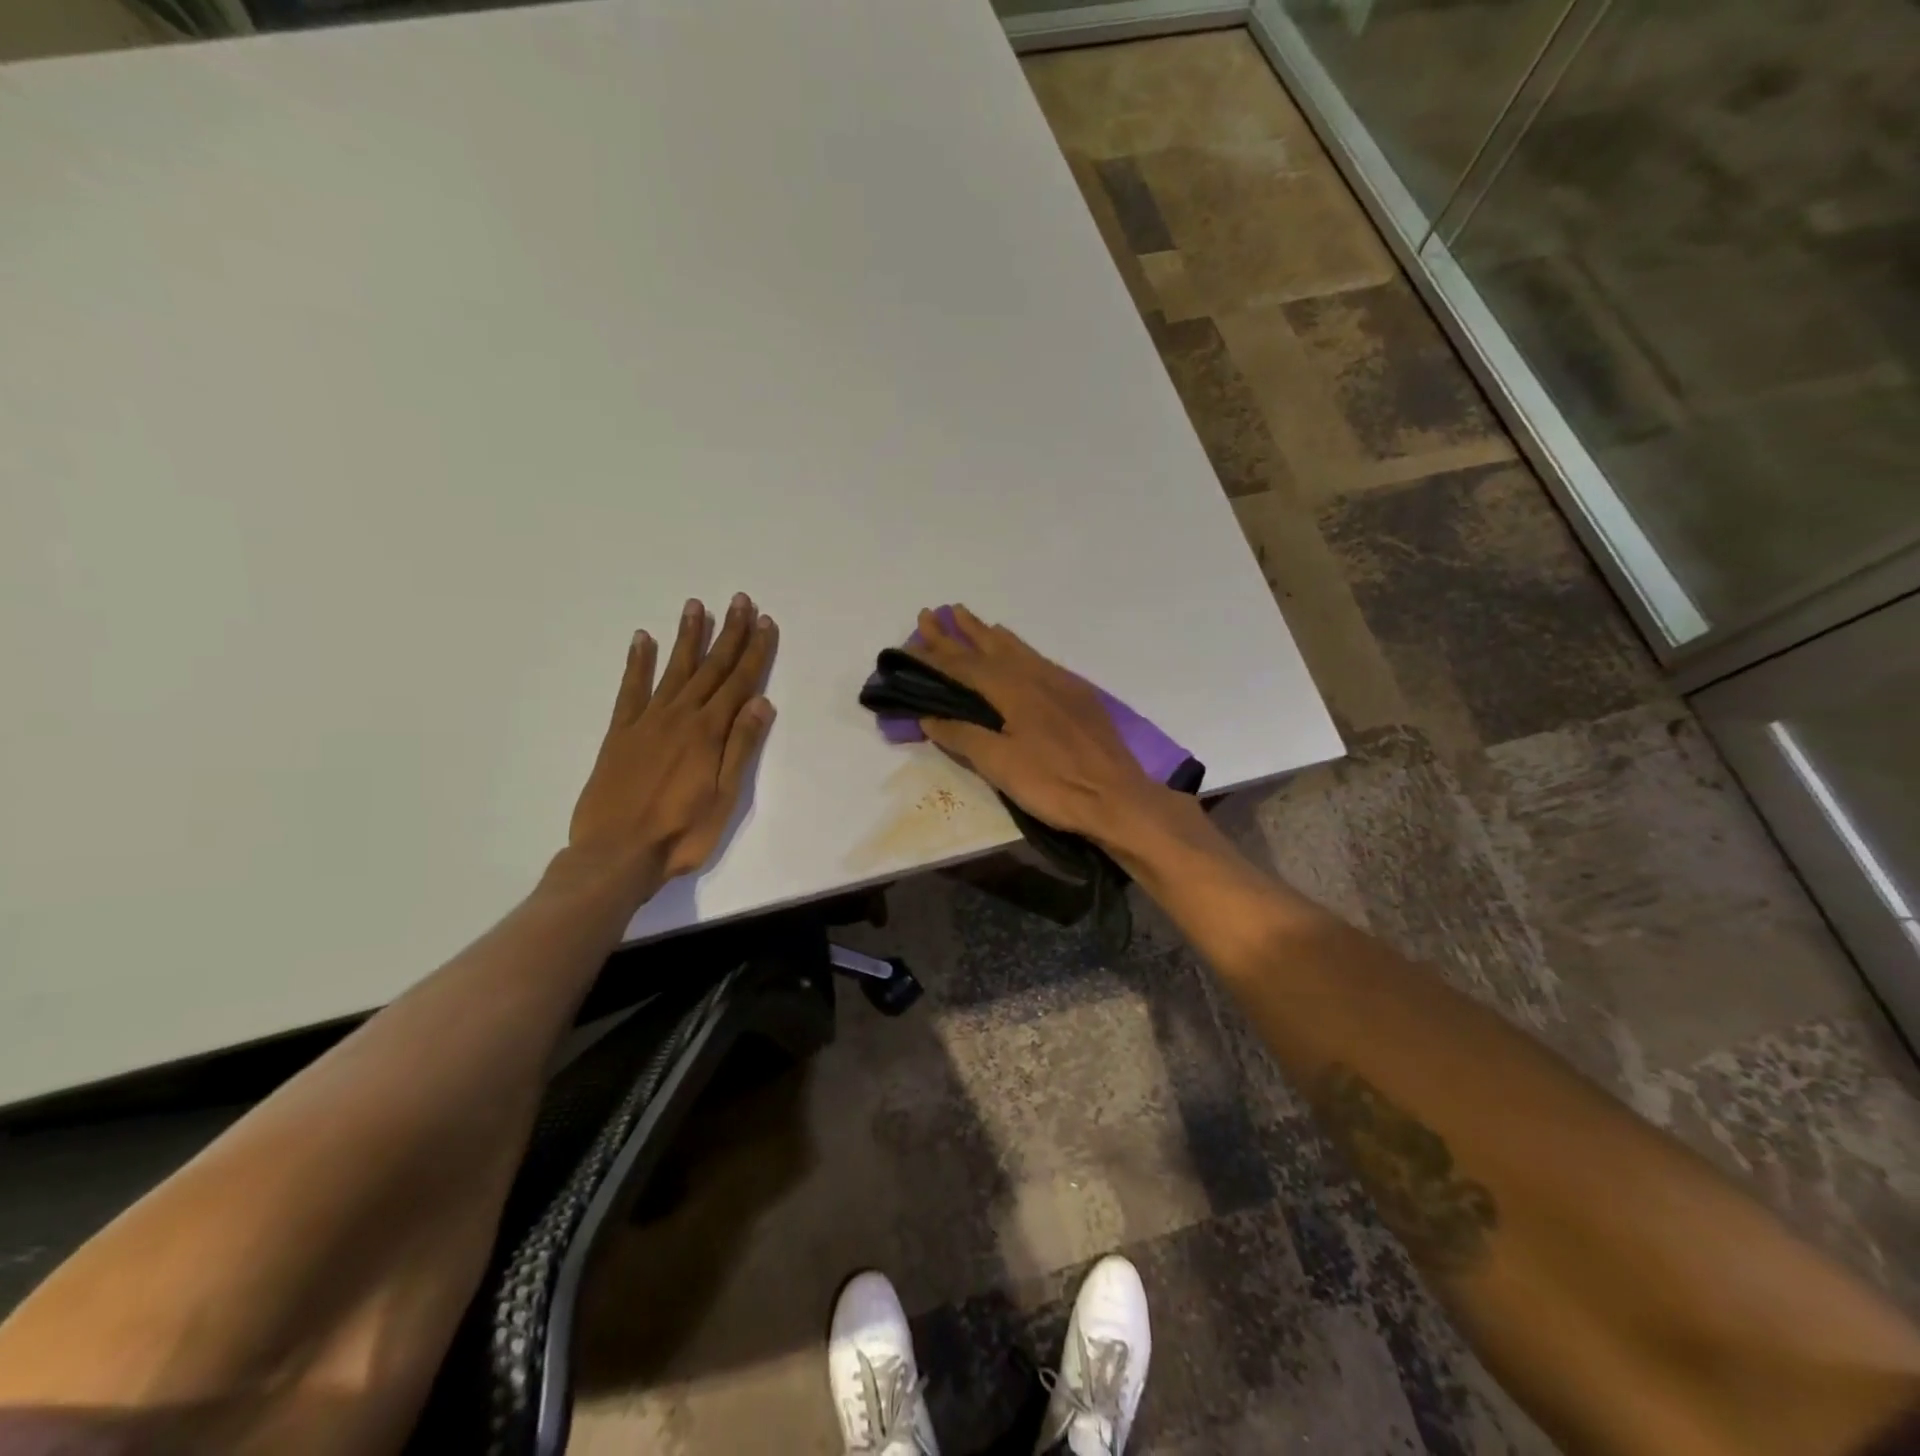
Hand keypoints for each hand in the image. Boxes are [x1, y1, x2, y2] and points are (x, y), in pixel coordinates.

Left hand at [564, 593, 777, 900]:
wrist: (616, 854)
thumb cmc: (682, 832)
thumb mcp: (726, 796)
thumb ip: (740, 746)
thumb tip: (760, 701)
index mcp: (709, 732)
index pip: (740, 683)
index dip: (755, 652)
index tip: (765, 622)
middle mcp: (680, 717)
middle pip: (710, 667)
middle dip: (729, 633)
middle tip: (740, 600)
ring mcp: (647, 721)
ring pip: (673, 669)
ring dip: (687, 637)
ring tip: (696, 606)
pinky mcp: (619, 733)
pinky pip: (630, 689)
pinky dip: (638, 663)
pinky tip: (643, 639)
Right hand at [906, 605, 1162, 841]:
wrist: (1118, 798)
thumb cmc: (1055, 785)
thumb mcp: (1001, 765)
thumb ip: (964, 737)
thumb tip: (929, 716)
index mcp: (1014, 689)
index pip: (965, 667)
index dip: (935, 656)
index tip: (911, 642)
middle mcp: (1036, 676)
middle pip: (989, 648)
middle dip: (957, 633)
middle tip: (932, 614)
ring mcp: (1061, 683)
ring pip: (1017, 649)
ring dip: (987, 634)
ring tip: (967, 617)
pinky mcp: (1078, 696)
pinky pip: (1038, 659)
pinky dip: (1016, 648)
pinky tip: (1016, 652)